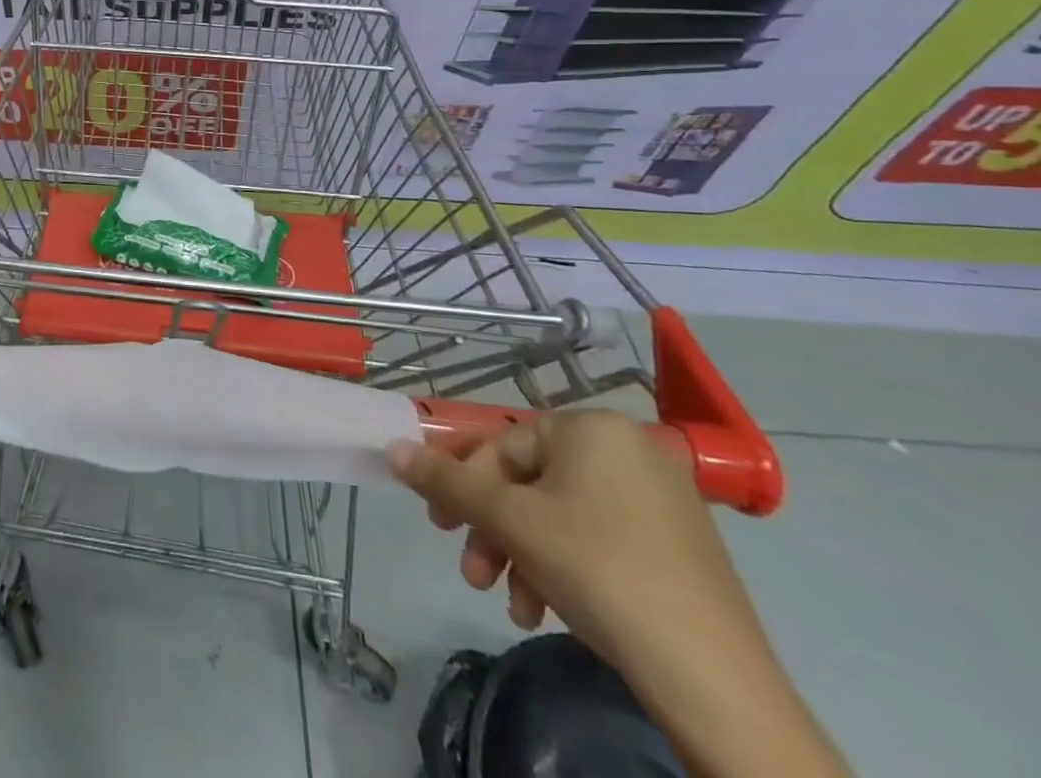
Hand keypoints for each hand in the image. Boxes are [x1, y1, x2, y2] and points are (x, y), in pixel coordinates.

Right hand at [387, 410, 766, 672]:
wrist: (714, 680)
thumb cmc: (599, 570)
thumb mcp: (510, 521)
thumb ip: (446, 480)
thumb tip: (392, 449)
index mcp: (591, 427)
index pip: (502, 445)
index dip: (464, 484)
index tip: (442, 526)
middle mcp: (628, 449)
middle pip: (530, 481)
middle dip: (494, 529)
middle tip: (472, 572)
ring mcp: (660, 499)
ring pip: (561, 515)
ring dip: (523, 555)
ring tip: (512, 605)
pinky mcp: (678, 547)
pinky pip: (599, 539)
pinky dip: (564, 568)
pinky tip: (548, 612)